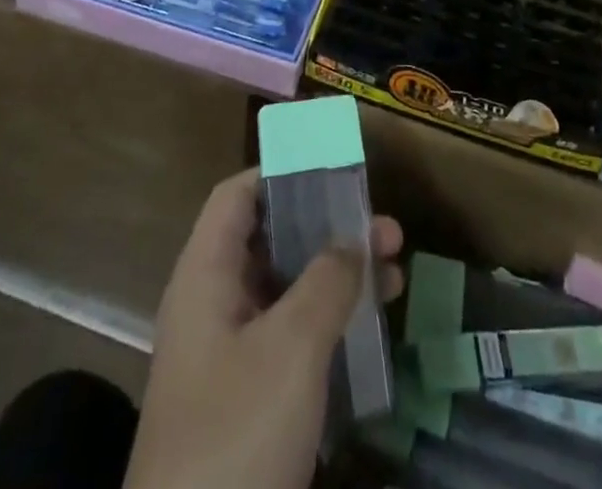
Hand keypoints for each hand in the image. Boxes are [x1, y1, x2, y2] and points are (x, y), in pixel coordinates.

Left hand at [125, 168, 404, 488]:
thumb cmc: (236, 433)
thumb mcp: (291, 347)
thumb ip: (327, 281)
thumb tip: (352, 240)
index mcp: (205, 276)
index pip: (237, 196)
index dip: (281, 173)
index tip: (335, 168)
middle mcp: (212, 305)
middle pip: (271, 240)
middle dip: (329, 227)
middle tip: (387, 228)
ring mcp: (227, 356)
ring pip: (287, 291)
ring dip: (338, 276)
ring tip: (396, 274)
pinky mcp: (244, 401)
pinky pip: (290, 338)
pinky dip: (329, 324)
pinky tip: (371, 333)